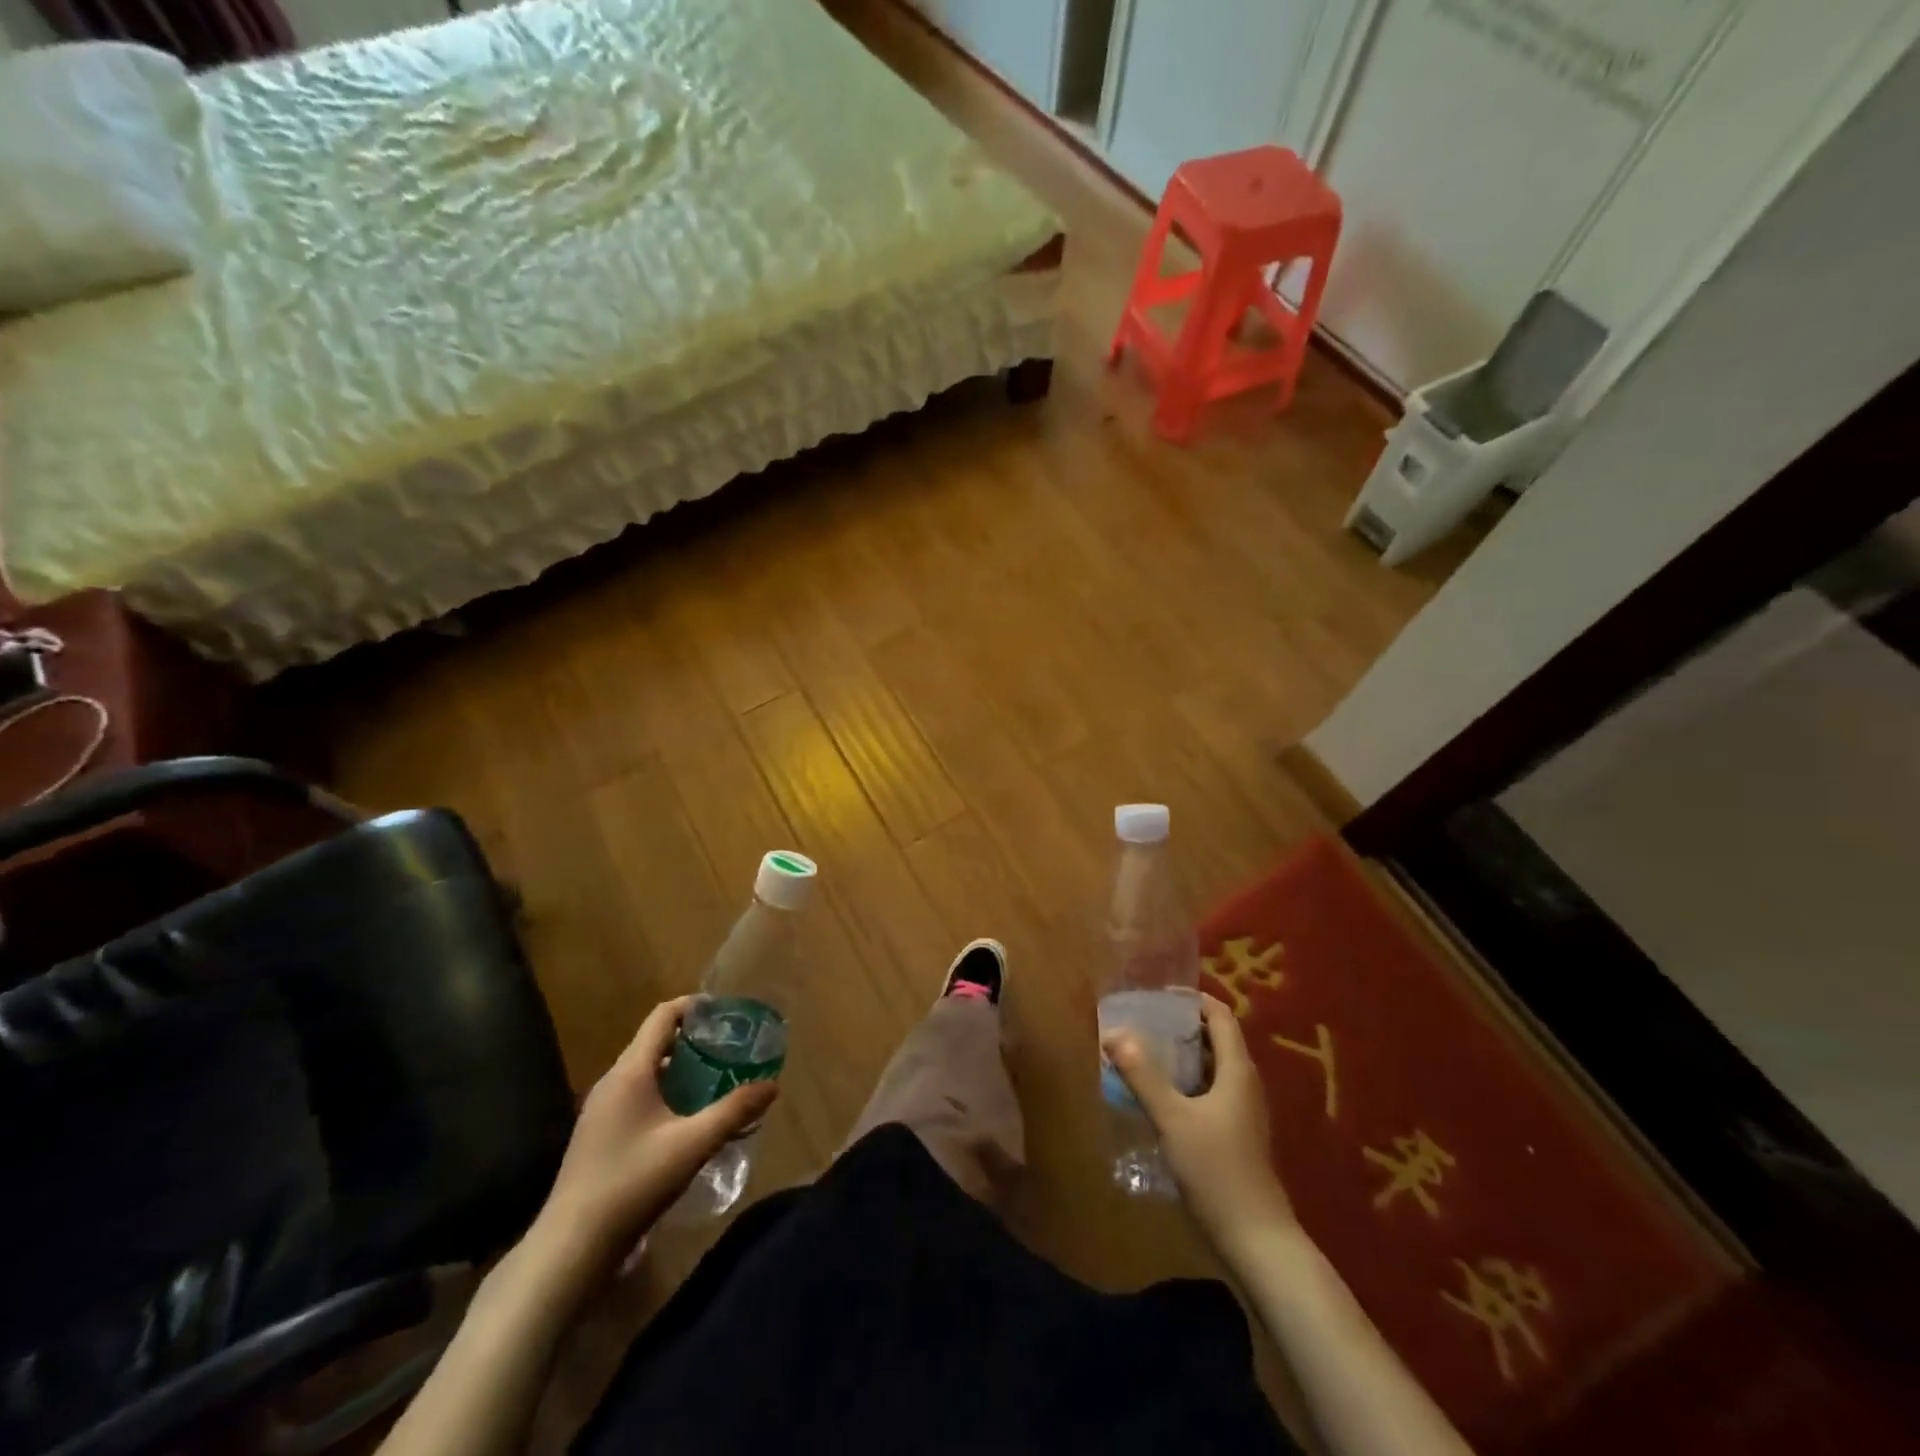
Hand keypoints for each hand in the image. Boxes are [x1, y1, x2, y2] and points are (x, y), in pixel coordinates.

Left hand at [533, 997, 778, 1274]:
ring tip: (717, 1080)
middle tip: (731, 1047)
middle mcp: (612, 1082)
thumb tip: (772, 1085)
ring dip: (681, 1069)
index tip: (727, 1012)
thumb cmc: (632, 1183)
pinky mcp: (598, 1136)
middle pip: (656, 1042)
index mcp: (630, 1071)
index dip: (695, 1006)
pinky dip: (665, 1094)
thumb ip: (734, 1111)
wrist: (570, 1248)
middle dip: (695, 1040)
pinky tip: (687, 1120)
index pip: (663, 1016)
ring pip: (647, 1072)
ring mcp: (601, 1110)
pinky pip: (637, 1096)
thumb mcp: (693, 1145)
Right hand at [1104, 993, 1293, 1246]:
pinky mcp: (1236, 1134)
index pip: (1220, 1016)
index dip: (1193, 999)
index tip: (1158, 995)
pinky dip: (1186, 1081)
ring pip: (1212, 1067)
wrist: (1256, 1240)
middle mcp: (1245, 1084)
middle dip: (1182, 1026)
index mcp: (1237, 1071)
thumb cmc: (1216, 1170)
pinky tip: (1160, 1095)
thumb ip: (1142, 1075)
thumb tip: (1113, 1034)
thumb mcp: (1172, 1119)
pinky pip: (1210, 1091)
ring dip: (1182, 1055)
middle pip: (1216, 1039)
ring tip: (1144, 1052)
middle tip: (1144, 1021)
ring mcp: (1243, 1112)